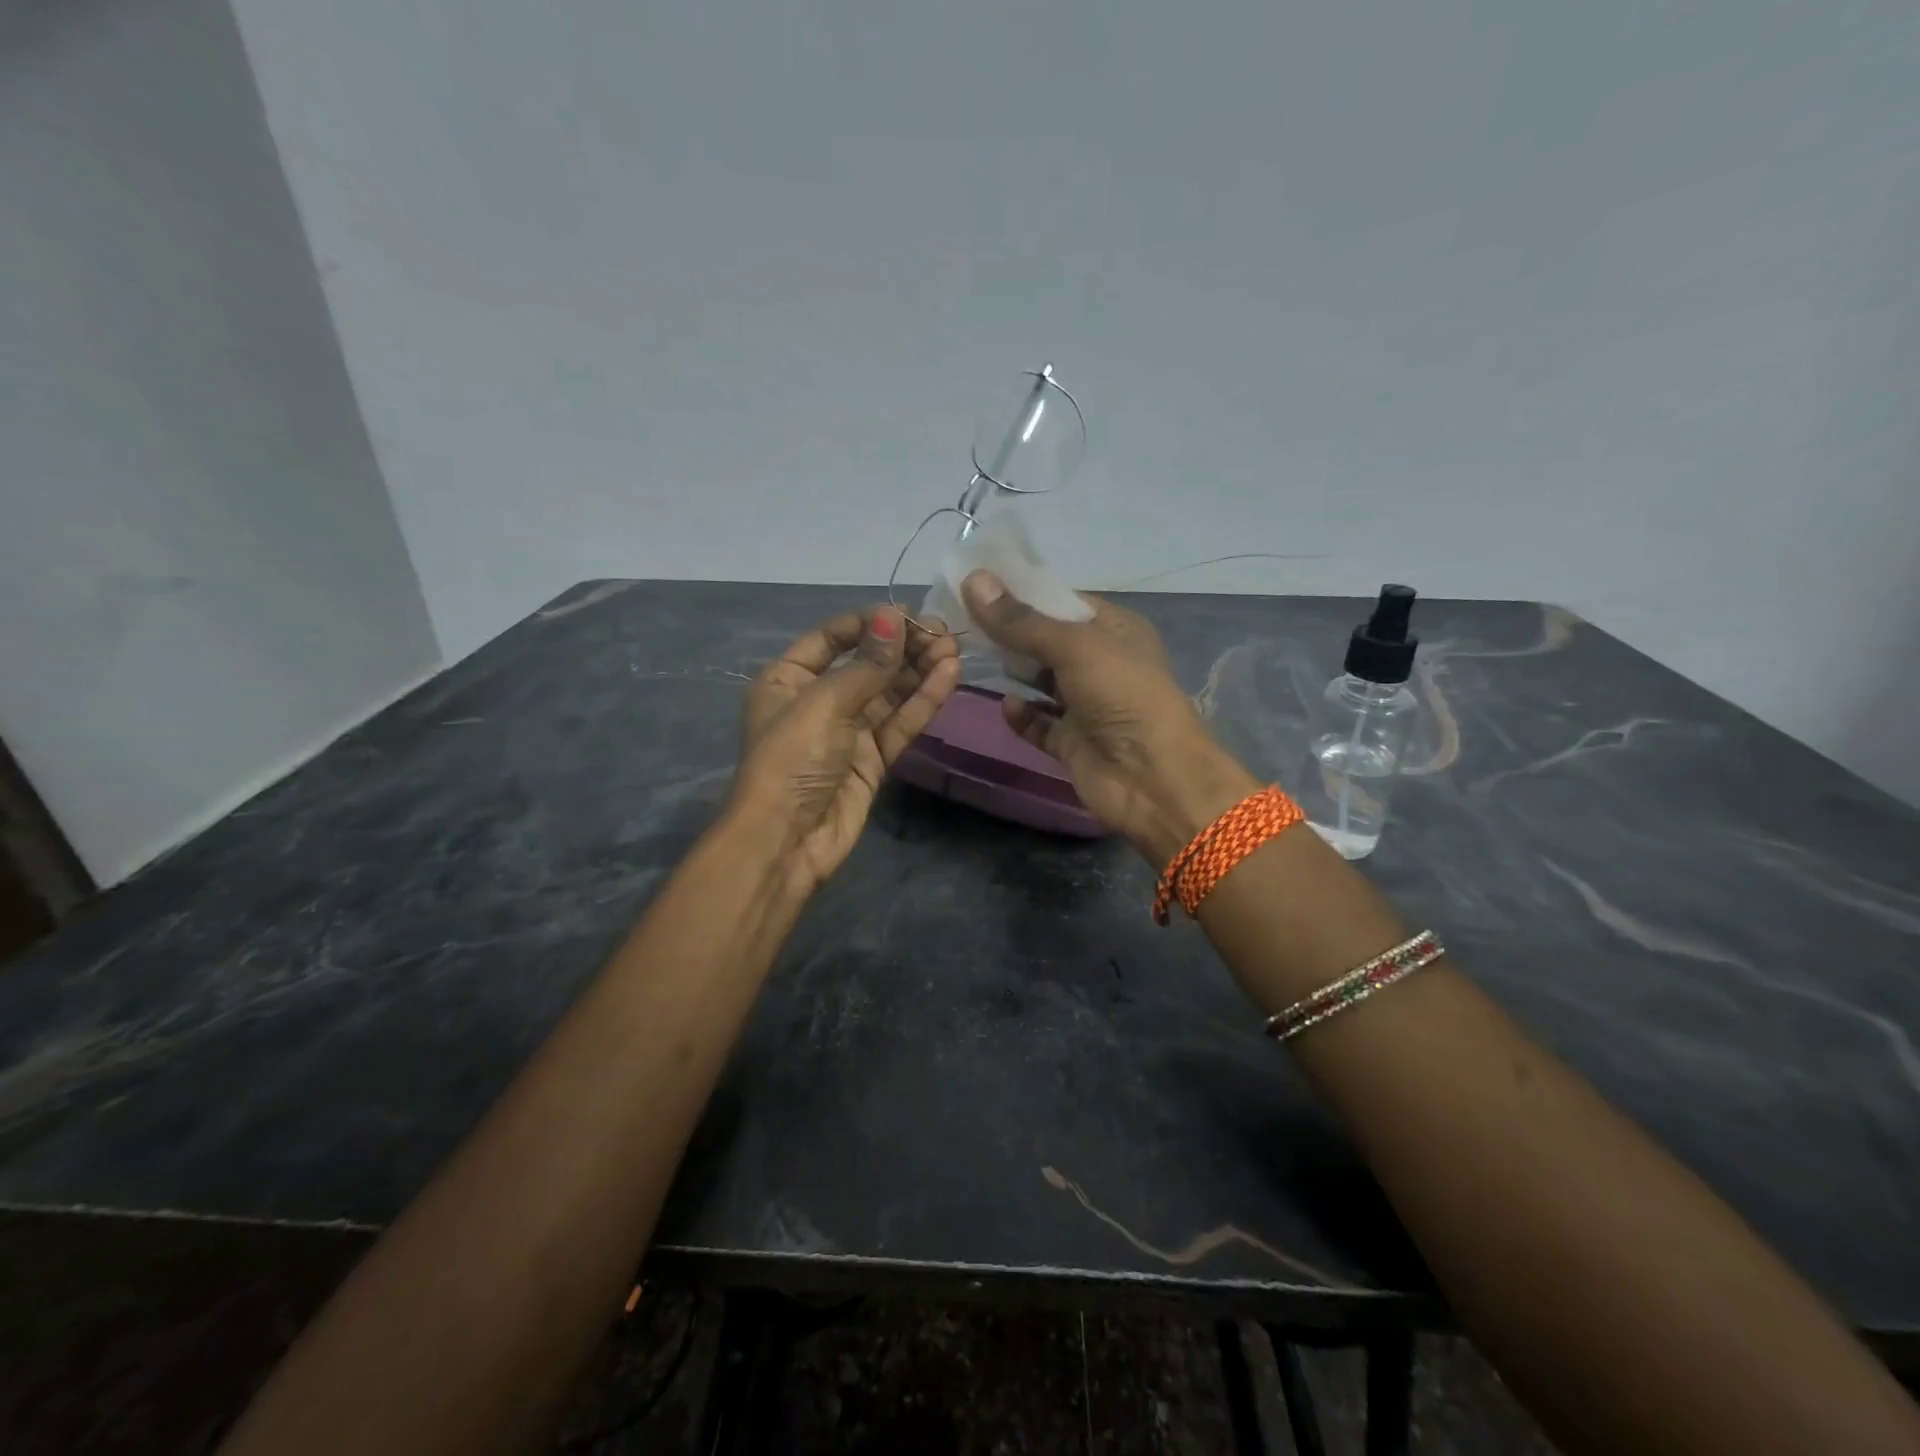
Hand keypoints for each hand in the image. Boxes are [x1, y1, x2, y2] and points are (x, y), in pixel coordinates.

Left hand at [732, 605, 960, 892]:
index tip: (908, 615)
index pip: (832, 637)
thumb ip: (866, 664)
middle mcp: (818, 700)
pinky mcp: (872, 760)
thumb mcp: (824, 703)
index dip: (869, 624)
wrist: (786, 842)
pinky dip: (923, 702)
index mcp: (788, 679)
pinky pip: (899, 724)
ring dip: (919, 671)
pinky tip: (949, 678)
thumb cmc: (792, 760)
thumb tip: (893, 618)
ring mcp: (847, 732)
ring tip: (954, 649)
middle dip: (903, 647)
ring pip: (889, 694)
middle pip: (866, 664)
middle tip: (943, 631)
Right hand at [960, 571, 1257, 863]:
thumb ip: (1021, 620)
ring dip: (1013, 671)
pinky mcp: (1072, 742)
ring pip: (1041, 681)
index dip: (1023, 593)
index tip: (977, 583)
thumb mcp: (1074, 647)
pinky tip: (1006, 705)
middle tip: (962, 619)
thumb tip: (972, 580)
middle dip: (1010, 632)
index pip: (1063, 602)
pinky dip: (1023, 715)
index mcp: (1115, 630)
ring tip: (970, 655)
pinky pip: (1039, 723)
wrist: (1153, 779)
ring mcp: (1086, 705)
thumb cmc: (1122, 696)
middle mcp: (1102, 664)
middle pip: (1047, 641)